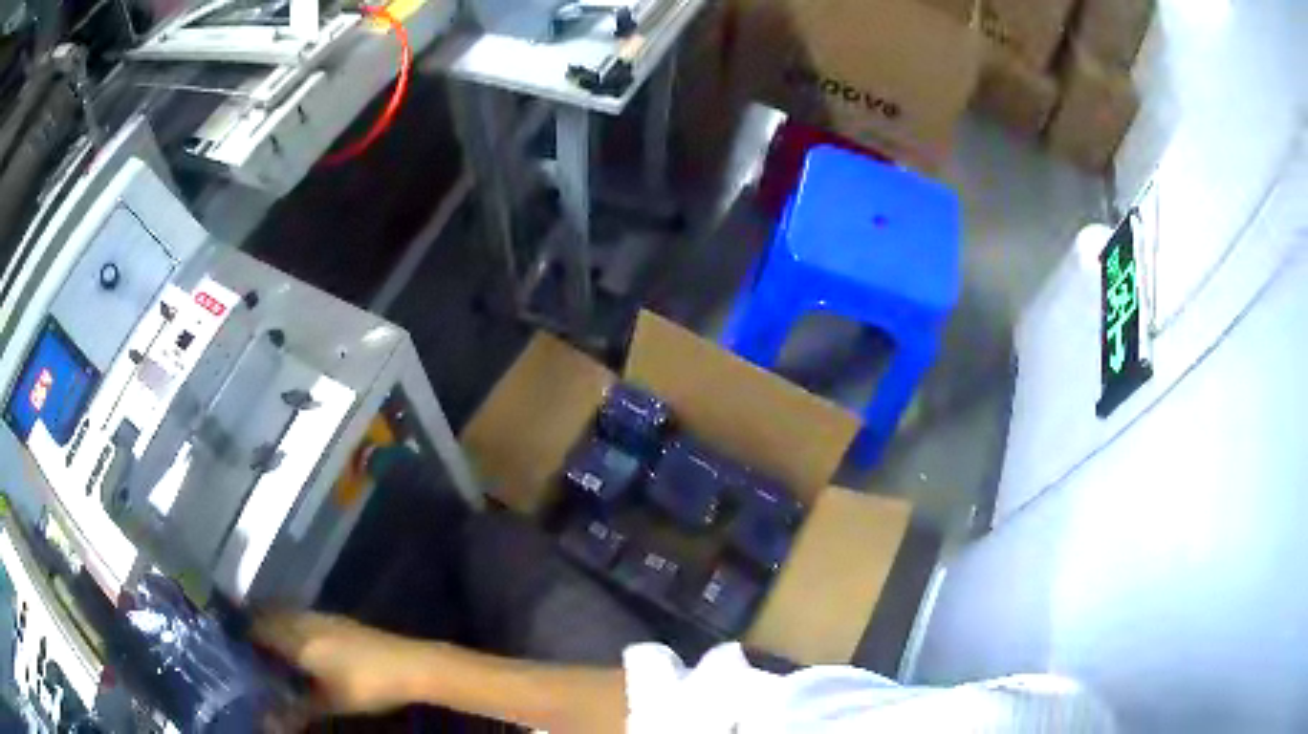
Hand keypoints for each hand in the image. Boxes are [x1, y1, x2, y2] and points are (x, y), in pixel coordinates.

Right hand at [254, 611, 426, 716]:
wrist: (411, 664)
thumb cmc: (365, 684)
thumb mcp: (329, 702)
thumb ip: (297, 710)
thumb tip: (270, 722)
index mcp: (295, 636)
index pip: (256, 626)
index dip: (240, 636)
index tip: (230, 649)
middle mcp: (303, 619)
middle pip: (267, 616)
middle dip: (254, 630)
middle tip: (244, 652)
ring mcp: (322, 617)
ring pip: (285, 615)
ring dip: (272, 627)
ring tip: (266, 652)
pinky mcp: (337, 621)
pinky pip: (301, 618)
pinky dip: (290, 628)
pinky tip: (296, 649)